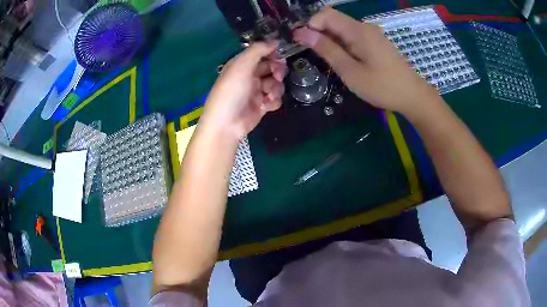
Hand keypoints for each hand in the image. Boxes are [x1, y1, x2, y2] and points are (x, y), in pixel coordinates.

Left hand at [199, 42, 286, 140]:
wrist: (227, 124)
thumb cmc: (231, 91)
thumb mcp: (241, 66)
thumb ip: (258, 50)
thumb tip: (274, 41)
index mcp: (242, 64)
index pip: (261, 53)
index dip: (272, 53)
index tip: (281, 54)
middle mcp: (249, 76)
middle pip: (271, 67)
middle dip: (277, 71)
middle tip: (278, 76)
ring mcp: (256, 91)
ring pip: (275, 83)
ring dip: (276, 88)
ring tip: (268, 95)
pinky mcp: (261, 105)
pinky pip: (275, 99)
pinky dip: (273, 101)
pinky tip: (266, 105)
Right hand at [294, 7, 439, 114]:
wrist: (413, 96)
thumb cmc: (382, 86)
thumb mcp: (350, 71)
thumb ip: (327, 50)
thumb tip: (302, 33)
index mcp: (358, 30)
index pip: (326, 14)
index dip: (311, 25)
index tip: (303, 43)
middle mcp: (364, 27)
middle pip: (334, 20)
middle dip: (319, 33)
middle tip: (315, 56)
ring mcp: (371, 34)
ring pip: (342, 30)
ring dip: (330, 41)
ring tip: (330, 62)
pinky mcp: (375, 42)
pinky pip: (353, 37)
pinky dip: (343, 45)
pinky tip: (345, 61)